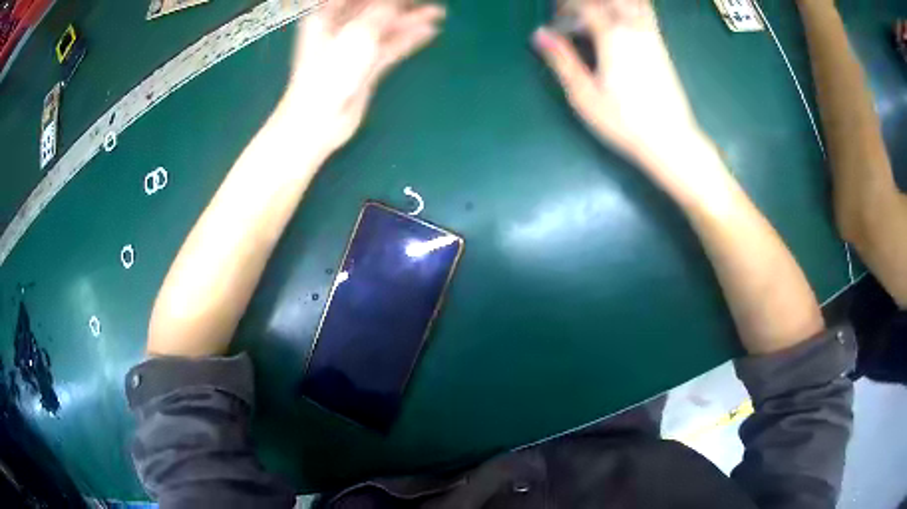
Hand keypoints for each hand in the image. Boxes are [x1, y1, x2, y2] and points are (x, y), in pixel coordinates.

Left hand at [281, 0, 445, 158]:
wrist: (320, 119)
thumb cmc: (332, 71)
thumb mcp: (359, 32)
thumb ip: (382, 10)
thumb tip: (396, 1)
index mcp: (326, 15)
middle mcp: (339, 28)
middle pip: (372, 8)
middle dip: (398, 4)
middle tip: (424, 0)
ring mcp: (352, 48)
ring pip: (384, 27)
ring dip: (409, 19)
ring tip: (437, 12)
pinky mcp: (364, 66)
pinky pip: (389, 46)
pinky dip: (407, 39)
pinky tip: (428, 32)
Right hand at [534, 0, 709, 193]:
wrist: (669, 139)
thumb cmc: (624, 122)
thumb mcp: (584, 95)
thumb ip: (562, 60)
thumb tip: (539, 34)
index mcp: (612, 37)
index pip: (585, 6)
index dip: (565, 8)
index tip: (556, 22)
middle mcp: (634, 28)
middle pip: (609, 0)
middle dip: (586, 3)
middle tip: (573, 16)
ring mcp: (651, 35)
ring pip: (632, 2)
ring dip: (610, 4)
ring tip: (595, 18)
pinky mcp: (661, 46)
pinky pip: (646, 11)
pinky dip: (629, 7)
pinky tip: (618, 21)